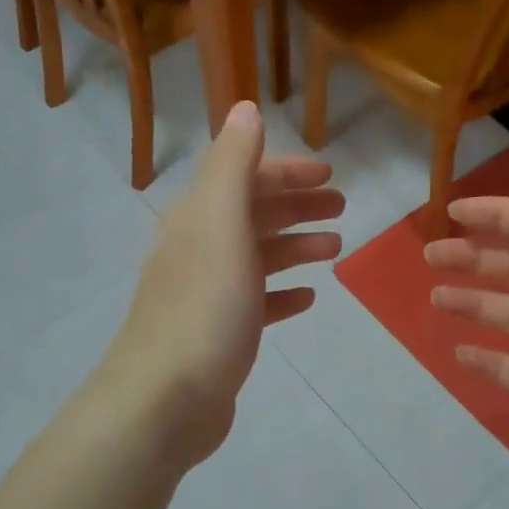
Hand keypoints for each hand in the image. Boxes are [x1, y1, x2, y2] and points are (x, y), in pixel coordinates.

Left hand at [106, 102, 342, 471]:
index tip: (331, 174)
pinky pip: (257, 303)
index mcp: (199, 218)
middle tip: (342, 207)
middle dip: (297, 205)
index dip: (286, 171)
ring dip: (295, 246)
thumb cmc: (203, 308)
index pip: (244, 177)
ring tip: (335, 249)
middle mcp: (200, 249)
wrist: (165, 400)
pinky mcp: (220, 335)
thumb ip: (234, 165)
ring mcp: (208, 295)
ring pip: (258, 257)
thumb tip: (246, 108)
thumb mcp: (221, 225)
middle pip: (253, 214)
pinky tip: (308, 298)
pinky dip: (282, 294)